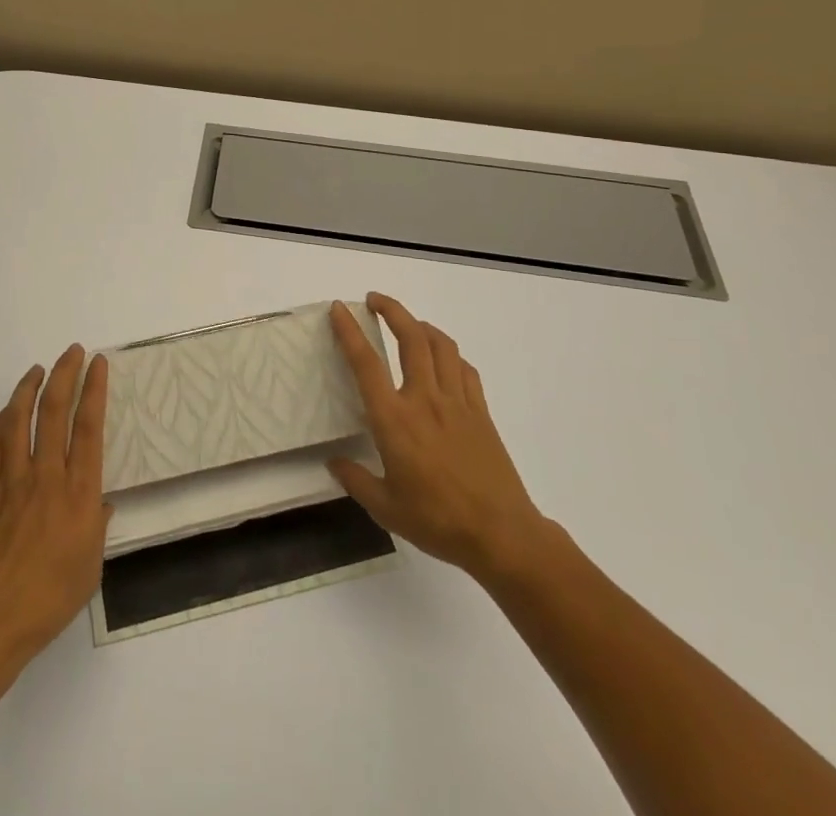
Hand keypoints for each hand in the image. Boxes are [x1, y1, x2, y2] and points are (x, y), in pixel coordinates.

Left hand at [0, 346, 111, 668]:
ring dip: (28, 388)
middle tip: (72, 351)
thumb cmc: (47, 603)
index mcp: (77, 494)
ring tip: (38, 370)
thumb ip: (96, 528)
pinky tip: (6, 413)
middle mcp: (45, 477)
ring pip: (18, 420)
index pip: (88, 428)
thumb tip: (100, 503)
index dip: (94, 390)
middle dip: (65, 374)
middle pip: (54, 412)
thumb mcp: (89, 570)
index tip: (98, 364)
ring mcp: (10, 482)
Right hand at [328, 293, 549, 582]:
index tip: (339, 309)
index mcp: (394, 420)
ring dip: (421, 325)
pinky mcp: (481, 412)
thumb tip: (334, 463)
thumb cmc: (437, 521)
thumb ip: (356, 480)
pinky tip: (444, 361)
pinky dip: (451, 355)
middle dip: (392, 310)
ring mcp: (457, 403)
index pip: (366, 364)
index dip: (350, 332)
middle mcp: (424, 400)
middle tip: (374, 300)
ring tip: (408, 324)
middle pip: (410, 338)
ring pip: (441, 345)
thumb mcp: (385, 509)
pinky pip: (465, 370)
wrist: (501, 535)